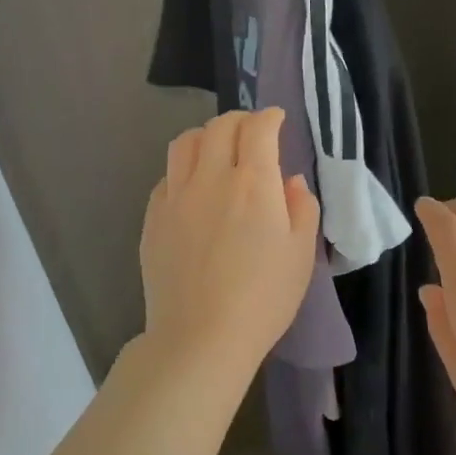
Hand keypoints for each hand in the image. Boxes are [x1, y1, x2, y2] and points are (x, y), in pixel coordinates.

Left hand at [140, 109, 318, 378]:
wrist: (201, 337)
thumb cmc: (263, 298)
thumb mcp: (301, 254)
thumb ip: (302, 208)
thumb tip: (290, 181)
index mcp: (253, 184)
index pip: (258, 128)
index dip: (270, 117)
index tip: (278, 119)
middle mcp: (211, 179)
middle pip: (219, 127)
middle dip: (240, 119)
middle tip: (253, 130)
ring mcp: (176, 197)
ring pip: (185, 143)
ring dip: (207, 135)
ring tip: (219, 148)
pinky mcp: (153, 219)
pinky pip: (167, 176)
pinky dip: (185, 168)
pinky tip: (194, 187)